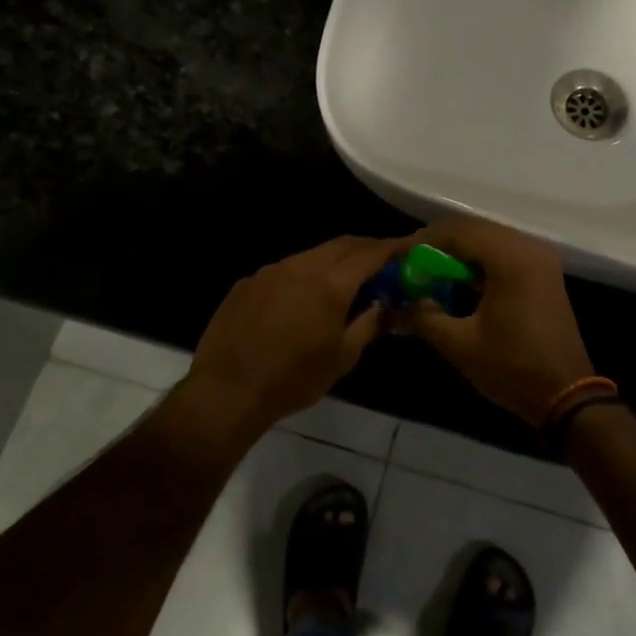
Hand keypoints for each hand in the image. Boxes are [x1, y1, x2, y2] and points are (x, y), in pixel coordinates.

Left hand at [187, 235, 407, 428]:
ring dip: (334, 261)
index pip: (370, 253)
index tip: (408, 248)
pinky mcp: (248, 282)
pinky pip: (285, 269)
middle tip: (382, 262)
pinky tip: (301, 300)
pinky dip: (304, 275)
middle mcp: (301, 266)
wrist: (226, 391)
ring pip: (312, 254)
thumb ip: (368, 325)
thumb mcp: (342, 358)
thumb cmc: (293, 379)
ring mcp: (271, 271)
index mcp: (330, 284)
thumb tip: (384, 305)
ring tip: (344, 281)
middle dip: (366, 248)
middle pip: (342, 244)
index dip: (393, 247)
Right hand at [401, 218, 595, 425]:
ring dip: (461, 252)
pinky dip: (481, 262)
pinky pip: (506, 254)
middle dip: (441, 244)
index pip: (460, 233)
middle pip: (476, 230)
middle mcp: (529, 248)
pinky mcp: (544, 273)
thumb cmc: (512, 367)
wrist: (566, 395)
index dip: (426, 241)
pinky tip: (459, 281)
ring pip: (491, 240)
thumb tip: (399, 303)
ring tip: (430, 271)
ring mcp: (541, 259)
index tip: (400, 256)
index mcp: (511, 259)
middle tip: (412, 263)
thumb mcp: (460, 344)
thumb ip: (425, 317)